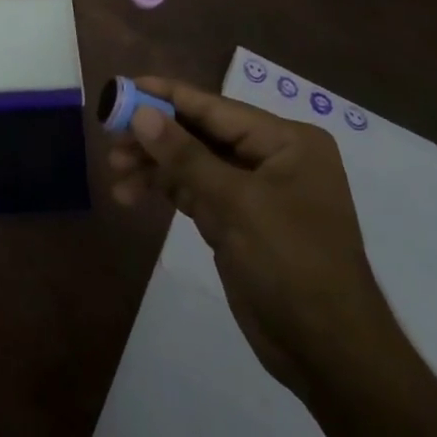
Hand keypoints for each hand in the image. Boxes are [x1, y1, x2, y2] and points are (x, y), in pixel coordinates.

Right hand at [106, 77, 400, 390]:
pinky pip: (193, 192)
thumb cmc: (292, 263)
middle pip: (200, 133)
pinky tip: (130, 194)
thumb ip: (185, 156)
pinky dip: (163, 190)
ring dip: (153, 167)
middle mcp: (271, 158)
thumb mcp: (237, 204)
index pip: (216, 108)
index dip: (167, 96)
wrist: (327, 351)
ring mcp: (253, 191)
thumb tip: (140, 113)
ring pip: (191, 163)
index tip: (123, 86)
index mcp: (286, 141)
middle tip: (109, 138)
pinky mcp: (236, 221)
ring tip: (114, 173)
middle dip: (154, 137)